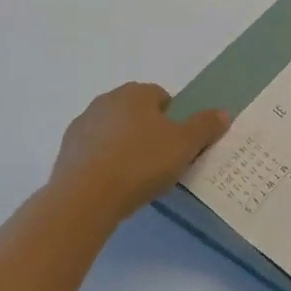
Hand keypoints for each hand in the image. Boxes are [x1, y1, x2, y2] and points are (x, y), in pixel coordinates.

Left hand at [49, 83, 229, 222]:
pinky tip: (112, 185)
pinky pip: (93, 151)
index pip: (161, 96)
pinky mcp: (66, 151)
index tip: (178, 145)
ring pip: (113, 130)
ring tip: (135, 176)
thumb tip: (224, 112)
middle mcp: (107, 100)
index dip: (173, 119)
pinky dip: (103, 162)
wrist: (85, 197)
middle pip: (135, 112)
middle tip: (160, 161)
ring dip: (124, 145)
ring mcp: (82, 124)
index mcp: (136, 92)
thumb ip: (205, 126)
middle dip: (148, 130)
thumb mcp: (184, 145)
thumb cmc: (140, 163)